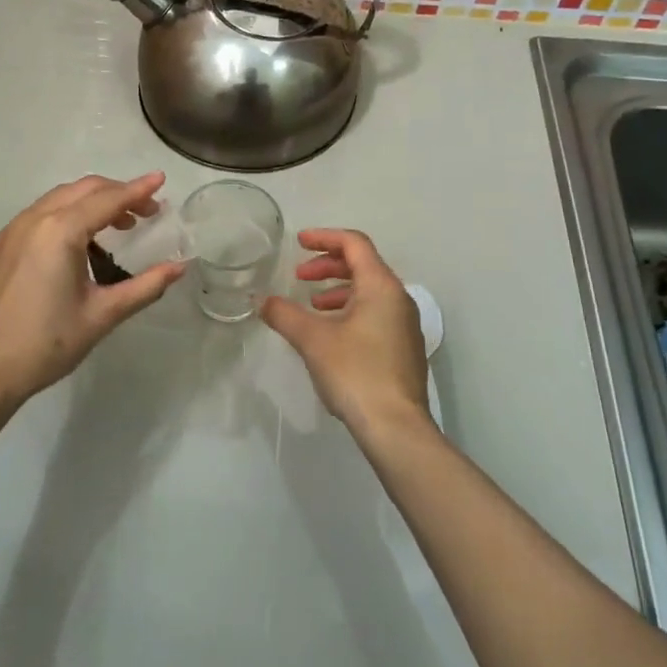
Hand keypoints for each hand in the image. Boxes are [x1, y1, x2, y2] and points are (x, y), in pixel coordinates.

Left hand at [0, 173, 184, 407]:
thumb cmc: (47, 342)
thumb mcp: (102, 315)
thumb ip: (145, 286)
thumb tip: (180, 268)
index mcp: (60, 231)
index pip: (108, 200)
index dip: (138, 190)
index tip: (162, 179)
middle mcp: (36, 219)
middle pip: (85, 189)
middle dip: (119, 193)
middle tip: (149, 212)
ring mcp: (16, 228)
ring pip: (63, 197)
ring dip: (95, 200)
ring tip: (122, 223)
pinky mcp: (6, 242)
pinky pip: (46, 211)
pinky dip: (73, 211)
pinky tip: (86, 237)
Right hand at [261, 228, 431, 438]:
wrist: (396, 428)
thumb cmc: (355, 372)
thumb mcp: (312, 340)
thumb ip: (284, 314)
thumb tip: (262, 301)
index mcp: (381, 286)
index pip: (354, 244)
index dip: (324, 237)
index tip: (298, 242)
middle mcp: (398, 299)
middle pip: (363, 265)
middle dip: (328, 265)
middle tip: (299, 276)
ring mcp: (405, 324)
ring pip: (369, 291)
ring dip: (338, 290)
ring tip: (312, 305)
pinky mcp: (404, 348)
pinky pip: (375, 313)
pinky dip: (350, 309)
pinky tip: (330, 333)